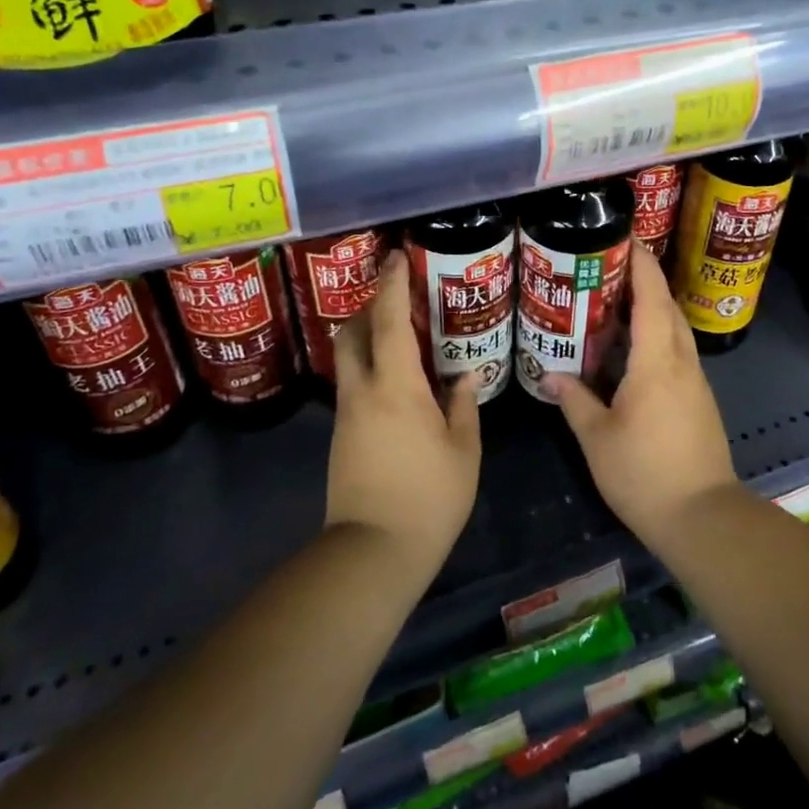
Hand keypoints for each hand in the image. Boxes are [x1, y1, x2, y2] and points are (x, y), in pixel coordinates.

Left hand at [326, 250, 481, 586]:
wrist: (373, 551)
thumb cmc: (429, 497)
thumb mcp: (462, 450)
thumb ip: (463, 406)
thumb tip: (466, 376)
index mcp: (396, 387)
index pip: (390, 322)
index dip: (392, 285)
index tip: (395, 257)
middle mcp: (363, 391)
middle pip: (352, 333)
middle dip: (369, 307)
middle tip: (397, 298)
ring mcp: (347, 414)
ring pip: (348, 359)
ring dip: (367, 337)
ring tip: (400, 335)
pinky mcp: (341, 436)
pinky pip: (353, 384)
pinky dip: (369, 366)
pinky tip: (395, 380)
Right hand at [546, 242, 737, 549]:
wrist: (703, 517)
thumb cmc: (645, 474)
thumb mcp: (597, 438)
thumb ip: (574, 401)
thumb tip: (549, 376)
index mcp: (656, 362)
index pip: (651, 298)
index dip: (641, 264)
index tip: (627, 237)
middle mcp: (681, 362)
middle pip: (667, 307)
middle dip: (645, 278)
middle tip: (612, 264)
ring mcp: (695, 381)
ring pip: (675, 329)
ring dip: (653, 307)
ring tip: (617, 300)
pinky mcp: (699, 400)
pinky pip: (677, 352)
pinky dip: (657, 335)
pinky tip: (633, 349)